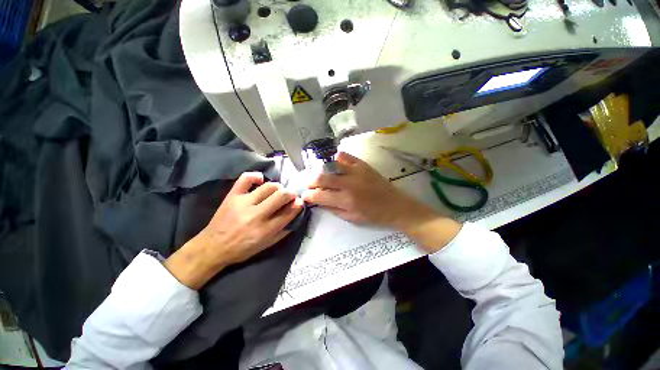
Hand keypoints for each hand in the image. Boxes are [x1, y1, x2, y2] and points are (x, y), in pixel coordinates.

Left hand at [165, 172, 303, 288]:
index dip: (298, 205)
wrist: (213, 247)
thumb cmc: (243, 248)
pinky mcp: (232, 196)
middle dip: (290, 194)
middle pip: (281, 196)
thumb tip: (296, 214)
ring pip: (268, 186)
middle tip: (290, 196)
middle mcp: (256, 215)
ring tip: (277, 191)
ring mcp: (243, 203)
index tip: (299, 202)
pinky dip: (255, 176)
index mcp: (265, 230)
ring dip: (278, 187)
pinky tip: (260, 180)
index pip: (289, 212)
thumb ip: (284, 231)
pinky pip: (246, 179)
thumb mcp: (267, 245)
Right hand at [302, 152, 460, 252]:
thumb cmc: (373, 215)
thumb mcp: (351, 218)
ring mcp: (356, 171)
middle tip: (309, 185)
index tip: (305, 196)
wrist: (395, 205)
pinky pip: (345, 156)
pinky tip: (335, 164)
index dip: (308, 196)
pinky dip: (336, 158)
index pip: (319, 196)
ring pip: (330, 165)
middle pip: (321, 178)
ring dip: (321, 170)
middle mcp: (348, 184)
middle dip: (310, 181)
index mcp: (346, 200)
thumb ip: (333, 209)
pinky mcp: (362, 164)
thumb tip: (318, 201)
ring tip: (319, 175)